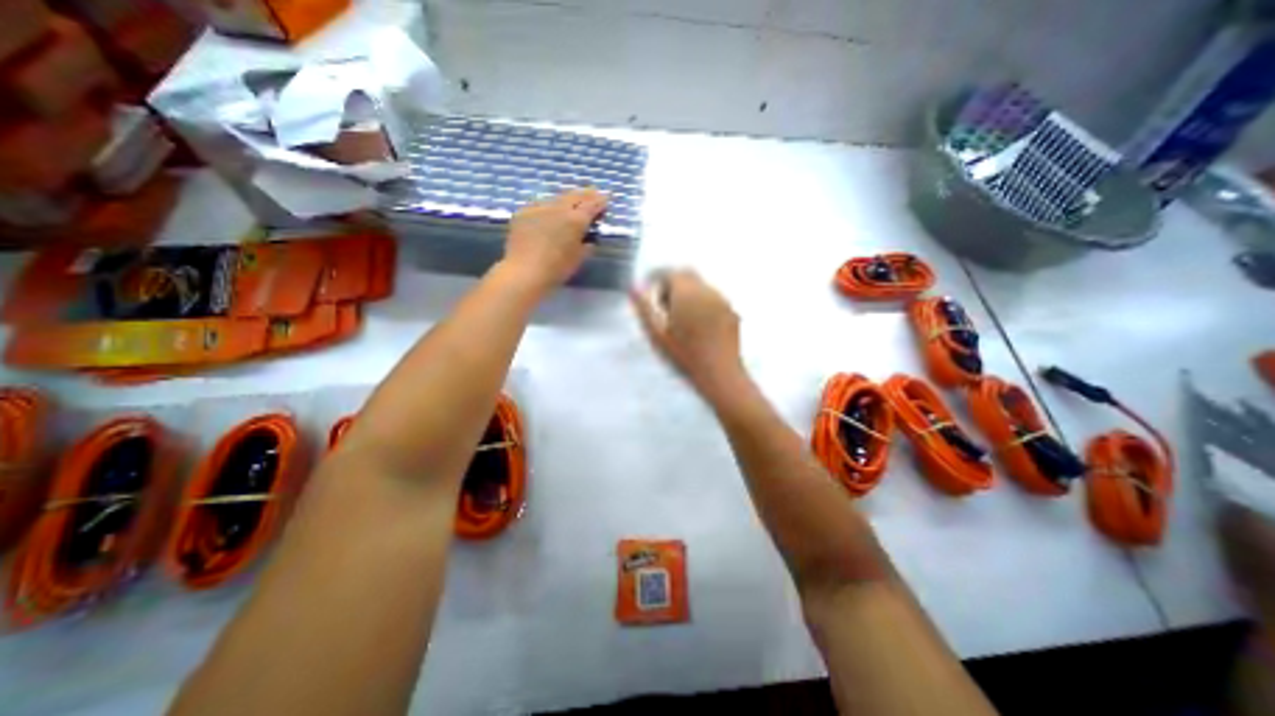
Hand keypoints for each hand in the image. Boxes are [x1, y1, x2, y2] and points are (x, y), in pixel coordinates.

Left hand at [499, 189, 606, 292]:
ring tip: (572, 201)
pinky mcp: (523, 212)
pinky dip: (548, 206)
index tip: (606, 199)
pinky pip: (539, 204)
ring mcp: (539, 207)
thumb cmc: (557, 269)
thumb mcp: (579, 258)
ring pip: (557, 197)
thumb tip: (588, 236)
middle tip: (593, 194)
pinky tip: (549, 212)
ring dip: (567, 199)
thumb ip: (587, 243)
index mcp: (575, 220)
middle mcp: (558, 208)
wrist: (524, 271)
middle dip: (586, 194)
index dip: (600, 201)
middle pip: (575, 195)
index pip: (592, 205)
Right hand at [628, 268, 744, 396]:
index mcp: (687, 293)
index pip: (670, 273)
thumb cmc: (684, 356)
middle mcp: (707, 291)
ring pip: (701, 286)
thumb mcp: (657, 334)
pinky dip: (701, 302)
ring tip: (679, 316)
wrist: (720, 374)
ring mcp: (722, 300)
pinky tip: (697, 324)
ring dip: (688, 292)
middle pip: (687, 275)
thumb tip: (632, 287)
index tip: (649, 288)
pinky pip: (713, 298)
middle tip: (663, 304)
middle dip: (673, 283)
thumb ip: (644, 308)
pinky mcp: (731, 312)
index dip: (657, 278)